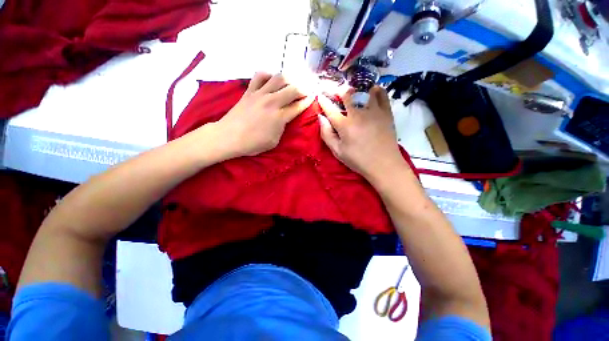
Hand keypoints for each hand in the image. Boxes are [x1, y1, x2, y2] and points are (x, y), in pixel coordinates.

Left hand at [217, 72, 313, 157]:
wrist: (229, 137)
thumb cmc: (252, 144)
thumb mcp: (274, 141)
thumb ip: (282, 128)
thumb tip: (285, 118)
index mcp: (279, 117)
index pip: (298, 106)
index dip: (308, 102)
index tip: (313, 97)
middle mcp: (272, 102)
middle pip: (293, 89)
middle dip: (304, 88)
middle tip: (307, 90)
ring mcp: (260, 94)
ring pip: (279, 78)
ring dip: (290, 78)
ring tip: (293, 82)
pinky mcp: (249, 91)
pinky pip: (260, 76)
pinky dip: (268, 74)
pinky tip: (271, 79)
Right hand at [318, 86, 406, 181]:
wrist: (384, 164)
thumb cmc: (358, 160)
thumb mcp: (338, 151)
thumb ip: (327, 134)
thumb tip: (321, 118)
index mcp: (345, 125)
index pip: (330, 109)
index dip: (323, 101)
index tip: (320, 96)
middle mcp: (358, 114)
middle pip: (347, 95)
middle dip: (339, 90)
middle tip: (336, 92)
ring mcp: (374, 111)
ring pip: (364, 91)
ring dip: (357, 89)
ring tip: (354, 91)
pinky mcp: (386, 112)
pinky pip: (382, 94)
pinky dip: (375, 90)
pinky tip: (371, 91)